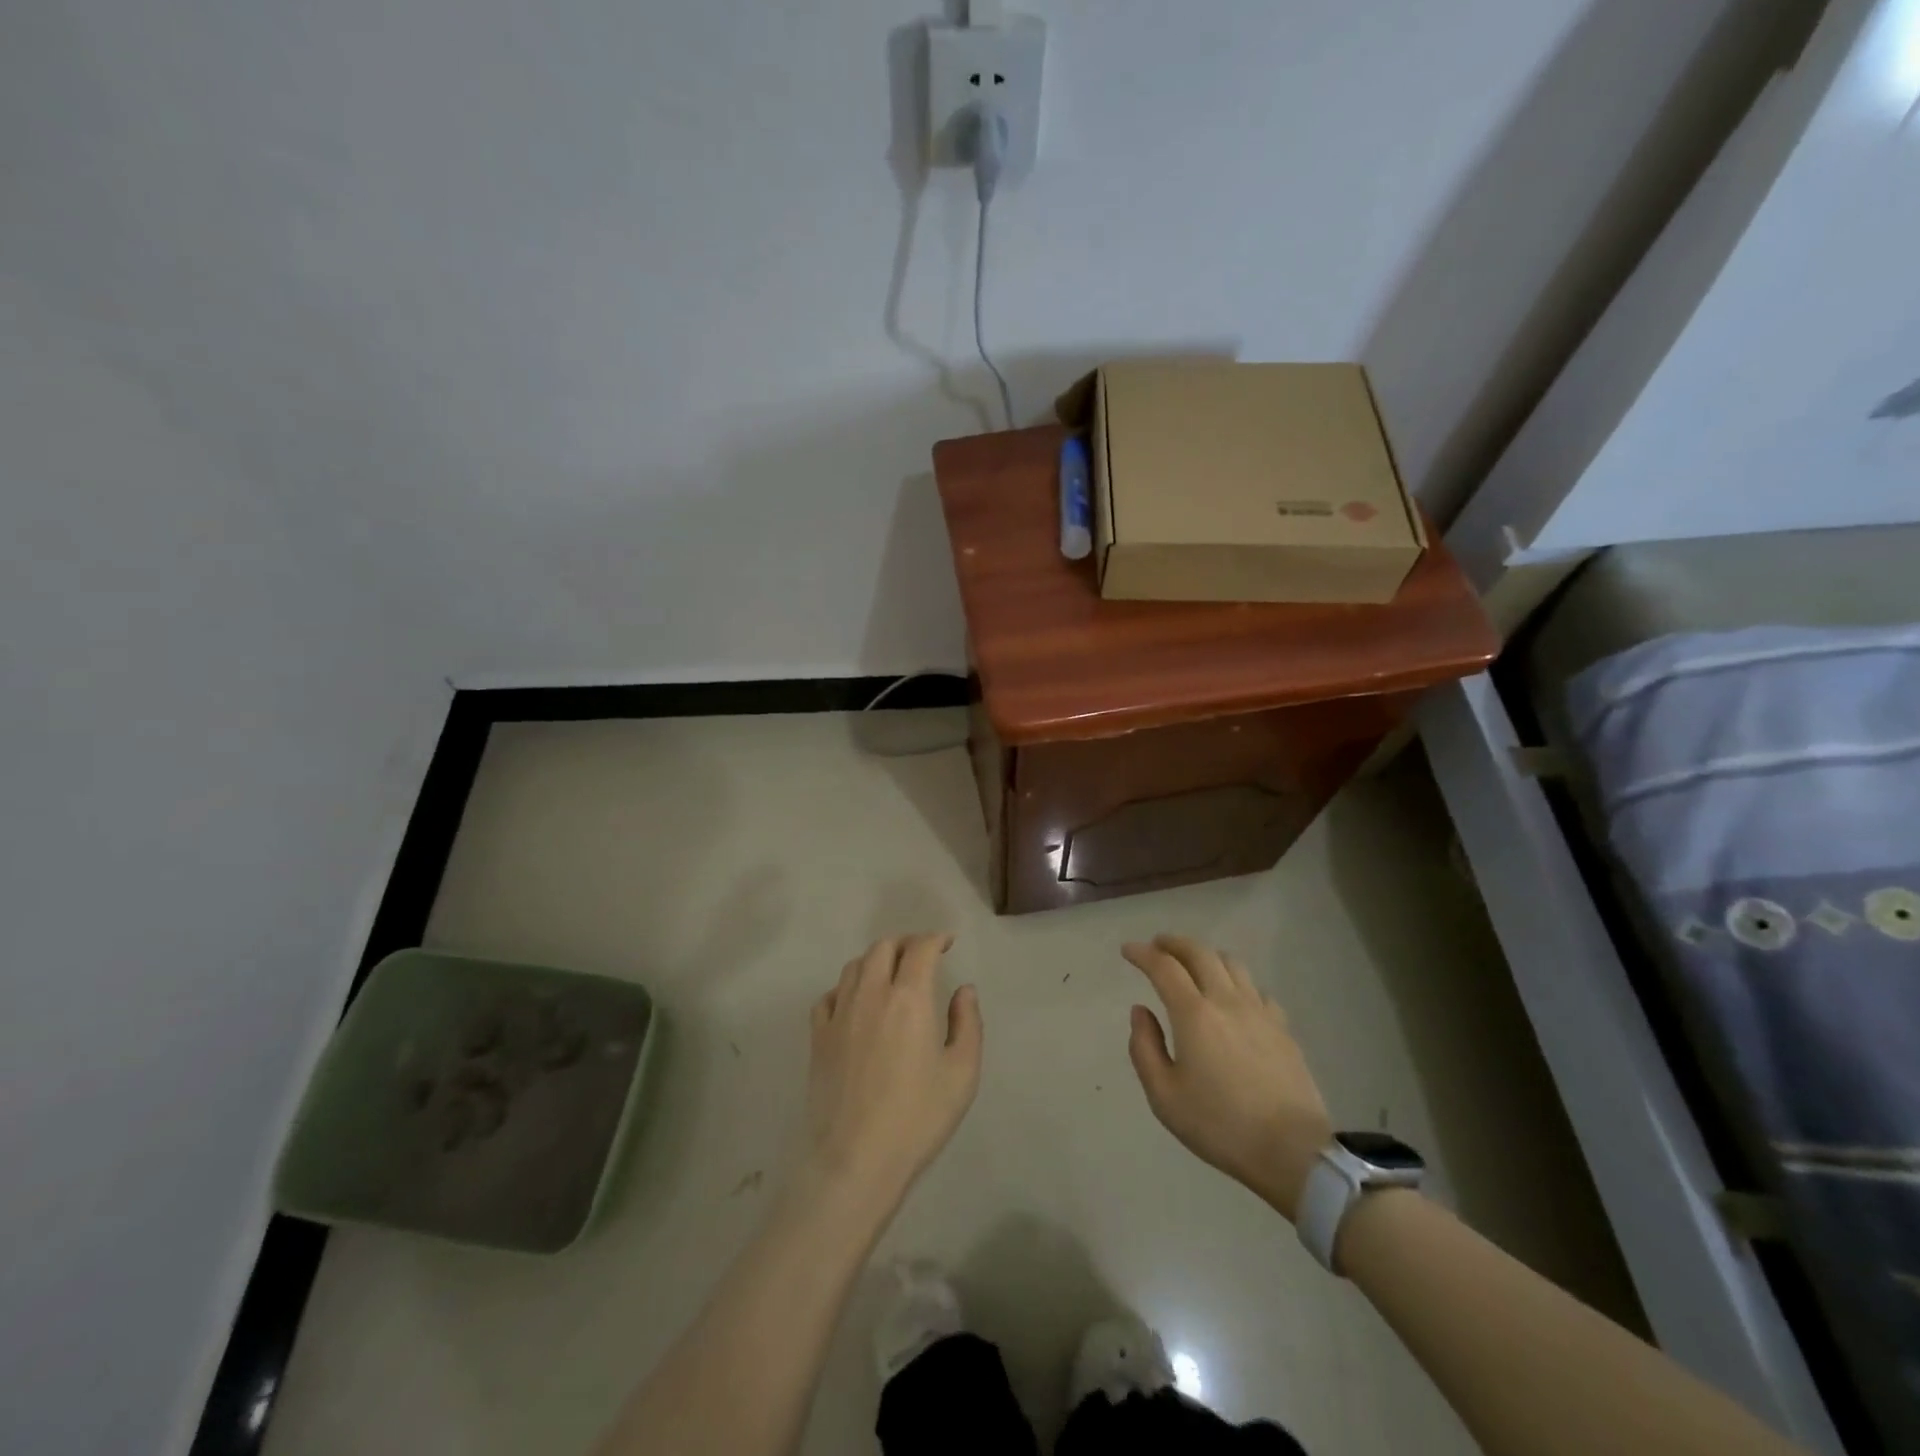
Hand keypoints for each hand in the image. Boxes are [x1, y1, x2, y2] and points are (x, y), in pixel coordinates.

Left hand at [804, 935, 982, 1211]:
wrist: (856, 1160)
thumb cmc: (917, 1118)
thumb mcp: (962, 1073)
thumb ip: (967, 1023)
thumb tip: (964, 990)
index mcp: (909, 998)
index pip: (920, 948)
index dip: (935, 938)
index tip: (946, 943)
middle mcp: (871, 994)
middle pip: (883, 947)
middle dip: (905, 943)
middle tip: (921, 956)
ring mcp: (839, 1014)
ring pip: (854, 966)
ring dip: (875, 960)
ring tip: (890, 974)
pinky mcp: (818, 1037)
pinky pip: (829, 995)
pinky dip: (845, 987)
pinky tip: (855, 1002)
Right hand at [1124, 935, 1332, 1221]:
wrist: (1292, 1151)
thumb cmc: (1219, 1125)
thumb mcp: (1164, 1096)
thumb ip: (1144, 1047)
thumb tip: (1140, 1010)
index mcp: (1194, 1014)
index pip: (1164, 967)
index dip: (1142, 953)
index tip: (1128, 950)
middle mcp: (1227, 1001)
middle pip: (1200, 953)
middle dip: (1174, 943)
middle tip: (1157, 946)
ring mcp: (1260, 1011)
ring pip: (1232, 963)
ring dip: (1206, 956)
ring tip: (1193, 965)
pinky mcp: (1283, 1028)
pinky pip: (1256, 989)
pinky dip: (1236, 981)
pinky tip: (1233, 998)